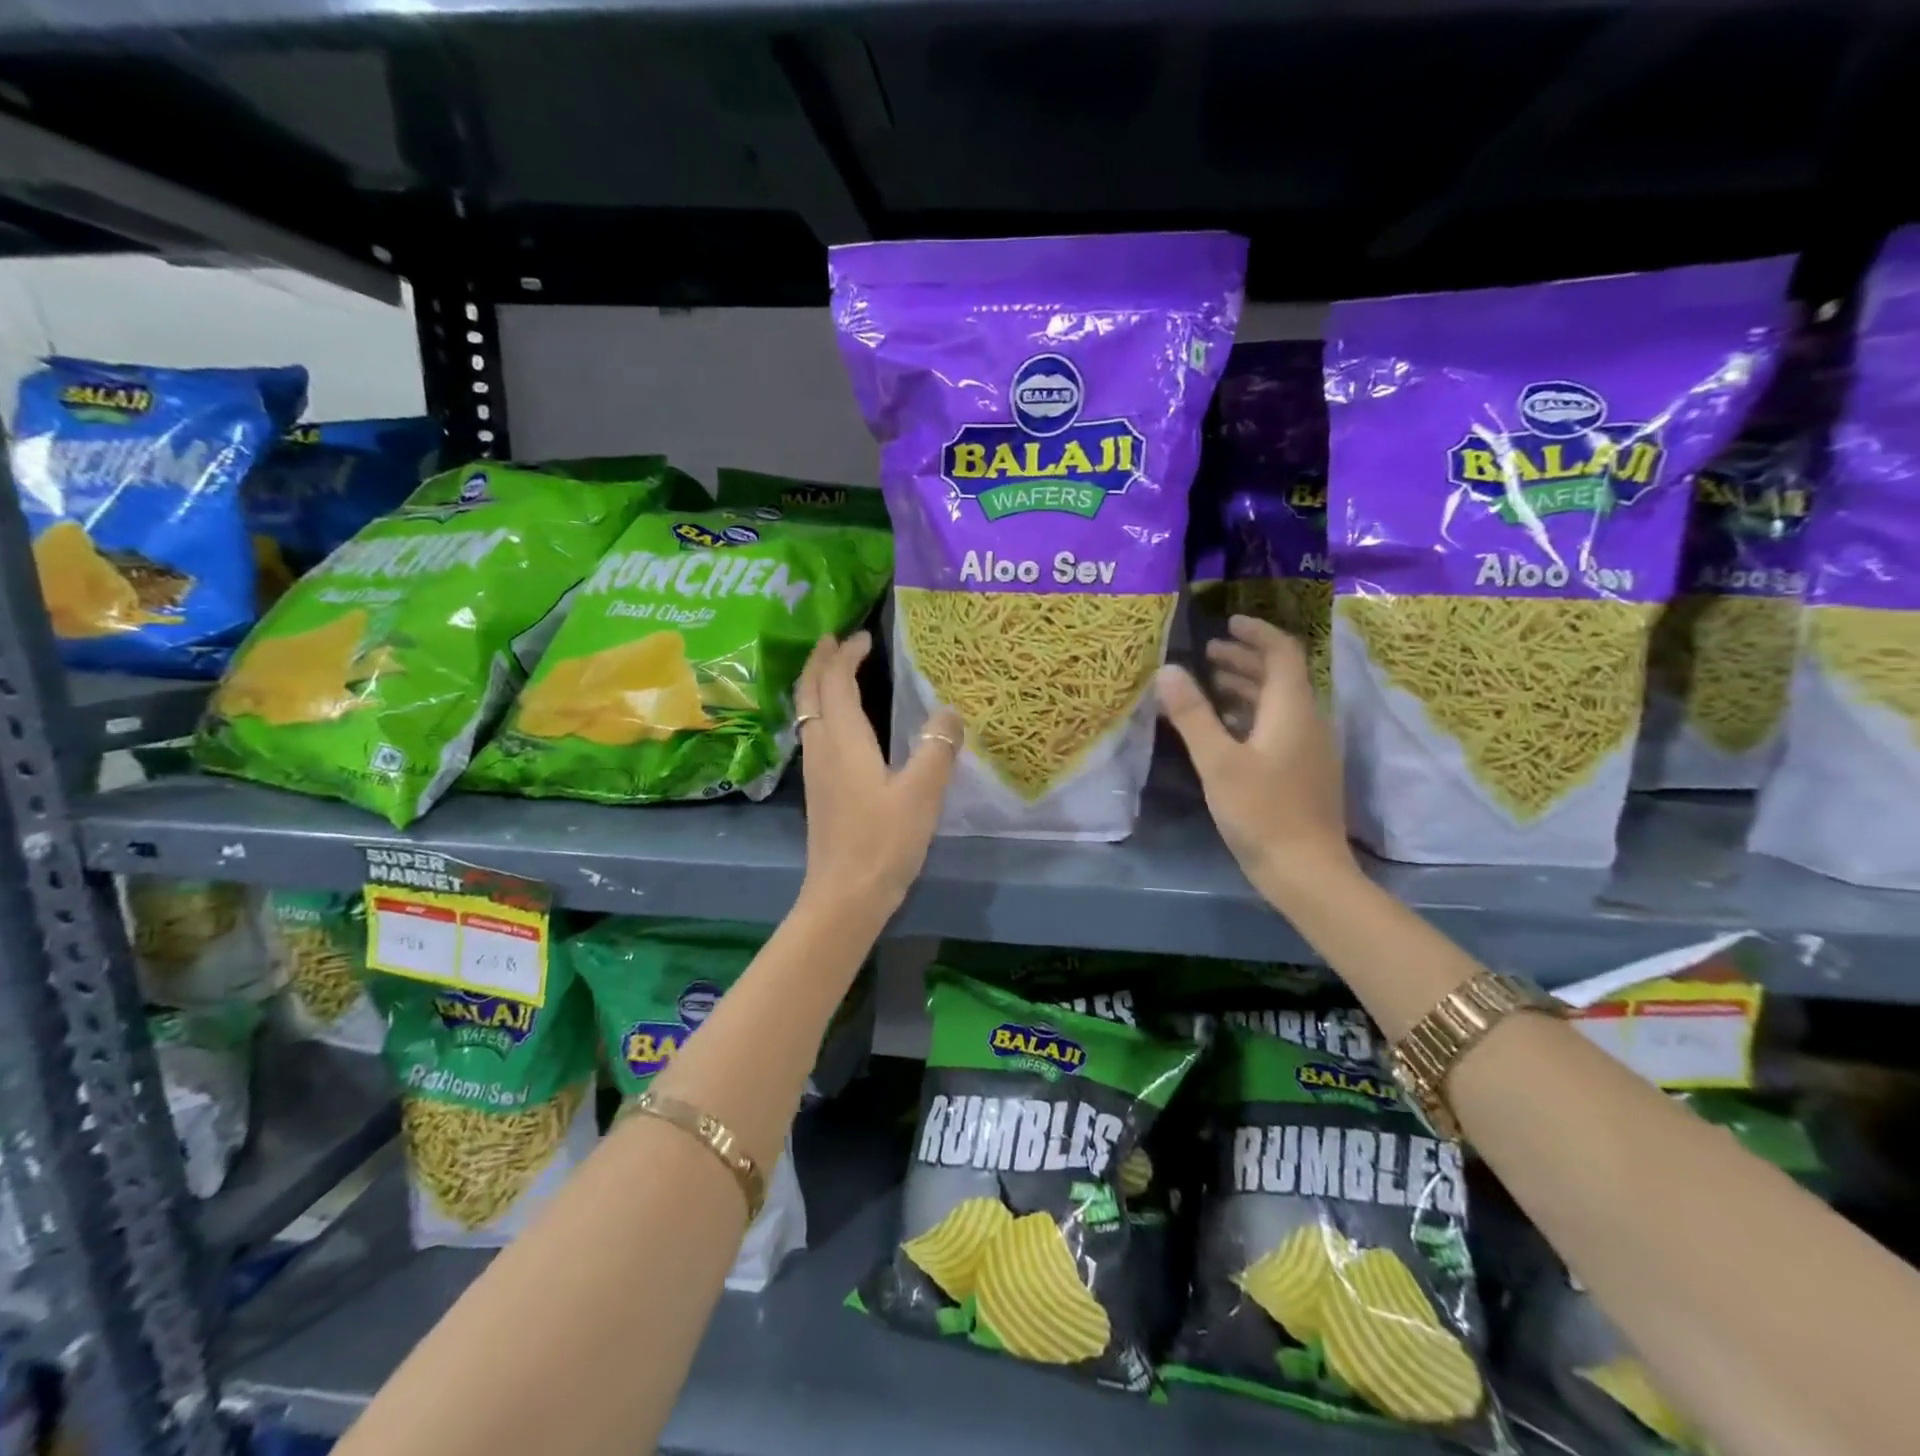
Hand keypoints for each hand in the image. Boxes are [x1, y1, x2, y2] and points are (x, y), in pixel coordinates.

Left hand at [793, 631, 962, 920]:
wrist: (844, 896)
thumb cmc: (883, 842)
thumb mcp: (921, 793)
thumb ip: (937, 748)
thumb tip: (950, 711)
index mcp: (843, 740)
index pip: (836, 682)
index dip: (846, 655)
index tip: (864, 636)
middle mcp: (821, 748)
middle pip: (810, 692)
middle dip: (820, 661)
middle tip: (835, 639)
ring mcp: (816, 771)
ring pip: (807, 713)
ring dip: (817, 685)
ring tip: (834, 670)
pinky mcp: (819, 791)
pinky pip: (814, 733)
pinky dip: (822, 711)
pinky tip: (840, 723)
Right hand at [1156, 615, 1354, 904]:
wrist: (1307, 872)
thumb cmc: (1261, 813)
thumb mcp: (1219, 762)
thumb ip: (1193, 715)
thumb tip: (1168, 670)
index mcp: (1293, 710)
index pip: (1283, 653)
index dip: (1257, 633)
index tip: (1227, 623)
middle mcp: (1308, 721)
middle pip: (1280, 676)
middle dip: (1245, 659)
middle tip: (1208, 653)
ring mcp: (1309, 749)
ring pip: (1279, 703)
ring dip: (1247, 687)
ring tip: (1210, 684)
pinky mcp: (1304, 772)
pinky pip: (1279, 727)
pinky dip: (1252, 715)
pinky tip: (1226, 729)